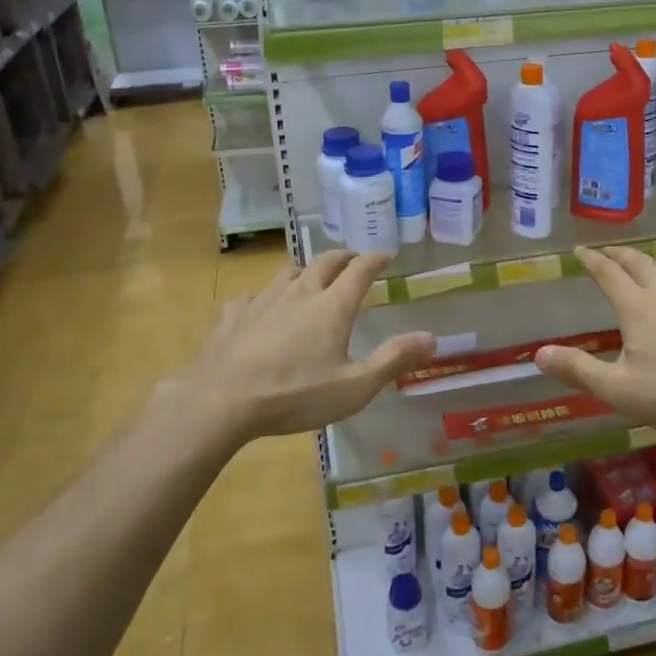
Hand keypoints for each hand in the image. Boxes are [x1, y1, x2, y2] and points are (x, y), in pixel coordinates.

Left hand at [180, 251, 434, 439]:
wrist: (222, 400)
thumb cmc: (295, 394)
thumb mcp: (355, 386)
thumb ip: (394, 359)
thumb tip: (433, 337)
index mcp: (332, 306)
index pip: (360, 270)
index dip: (375, 260)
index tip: (386, 256)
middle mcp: (300, 292)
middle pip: (324, 262)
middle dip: (343, 258)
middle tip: (352, 261)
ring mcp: (262, 300)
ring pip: (288, 273)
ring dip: (305, 271)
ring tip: (311, 279)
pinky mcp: (233, 315)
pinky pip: (252, 297)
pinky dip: (264, 298)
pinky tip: (260, 310)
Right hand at [534, 246, 655, 435]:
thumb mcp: (618, 389)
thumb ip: (578, 370)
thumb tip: (539, 353)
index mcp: (637, 307)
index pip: (608, 273)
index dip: (592, 260)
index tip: (581, 251)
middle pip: (640, 263)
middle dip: (621, 255)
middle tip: (609, 253)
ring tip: (649, 266)